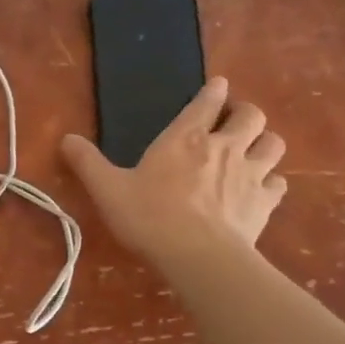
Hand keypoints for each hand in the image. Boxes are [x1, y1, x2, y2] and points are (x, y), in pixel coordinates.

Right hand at [60, 77, 287, 271]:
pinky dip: (272, 182)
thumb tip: (65, 139)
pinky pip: (278, 182)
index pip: (208, 100)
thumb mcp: (108, 189)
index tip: (217, 87)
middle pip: (252, 115)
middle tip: (234, 122)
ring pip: (273, 143)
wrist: (198, 256)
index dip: (214, 90)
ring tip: (253, 151)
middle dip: (245, 113)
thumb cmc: (150, 217)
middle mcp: (224, 147)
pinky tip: (261, 190)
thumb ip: (87, 162)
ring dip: (264, 142)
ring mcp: (251, 174)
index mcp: (186, 137)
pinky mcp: (265, 203)